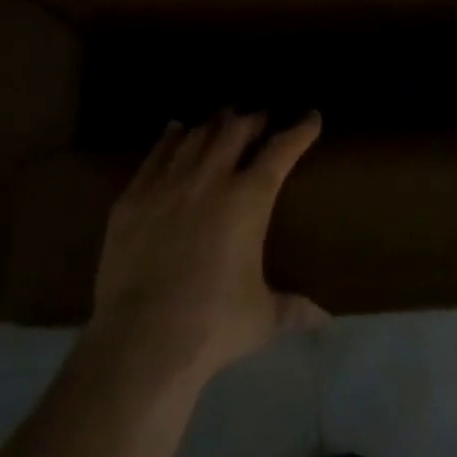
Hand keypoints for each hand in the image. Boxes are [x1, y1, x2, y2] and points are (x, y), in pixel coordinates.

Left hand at [89, 110, 327, 386]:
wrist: (142, 339)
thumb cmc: (212, 326)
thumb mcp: (261, 318)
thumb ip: (292, 308)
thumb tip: (323, 317)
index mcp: (248, 199)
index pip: (281, 150)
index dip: (299, 130)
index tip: (311, 117)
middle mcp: (210, 178)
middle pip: (235, 130)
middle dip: (254, 119)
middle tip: (262, 117)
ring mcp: (168, 183)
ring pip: (196, 135)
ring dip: (214, 123)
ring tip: (224, 120)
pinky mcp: (134, 196)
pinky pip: (157, 153)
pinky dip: (171, 137)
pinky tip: (176, 129)